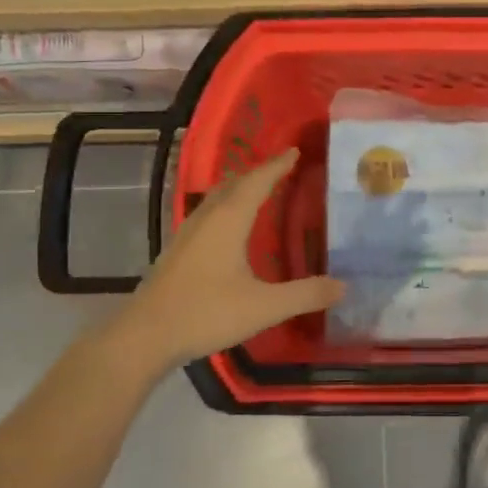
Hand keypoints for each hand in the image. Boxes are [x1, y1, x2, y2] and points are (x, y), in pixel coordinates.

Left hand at [98, 148, 342, 374]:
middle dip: (259, 173)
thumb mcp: (263, 307)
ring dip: (239, 189)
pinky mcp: (177, 251)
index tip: (295, 151)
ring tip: (258, 191)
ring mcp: (187, 234)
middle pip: (234, 184)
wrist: (144, 336)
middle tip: (282, 168)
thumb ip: (304, 295)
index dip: (277, 166)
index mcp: (229, 220)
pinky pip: (207, 215)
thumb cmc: (205, 313)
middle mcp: (207, 218)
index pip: (257, 182)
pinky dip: (226, 208)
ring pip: (217, 198)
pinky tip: (229, 228)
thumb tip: (343, 285)